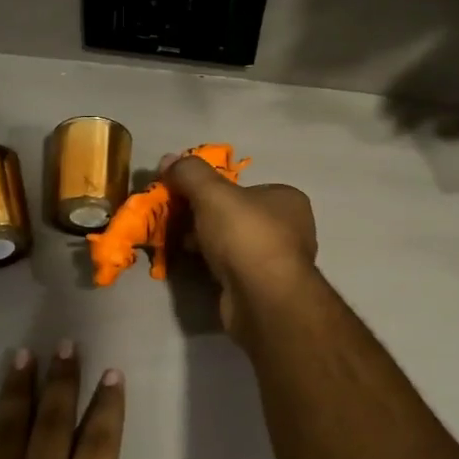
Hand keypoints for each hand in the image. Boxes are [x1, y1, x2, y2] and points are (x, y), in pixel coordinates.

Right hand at [160, 155, 317, 338]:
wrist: (263, 299)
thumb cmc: (245, 236)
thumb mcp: (212, 194)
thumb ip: (190, 173)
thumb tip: (168, 159)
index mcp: (288, 199)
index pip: (245, 188)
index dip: (212, 190)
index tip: (184, 197)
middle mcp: (290, 229)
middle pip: (236, 216)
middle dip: (204, 218)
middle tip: (176, 221)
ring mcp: (278, 262)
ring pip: (233, 244)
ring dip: (206, 243)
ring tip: (178, 243)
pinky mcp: (264, 289)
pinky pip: (231, 269)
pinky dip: (212, 266)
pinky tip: (193, 266)